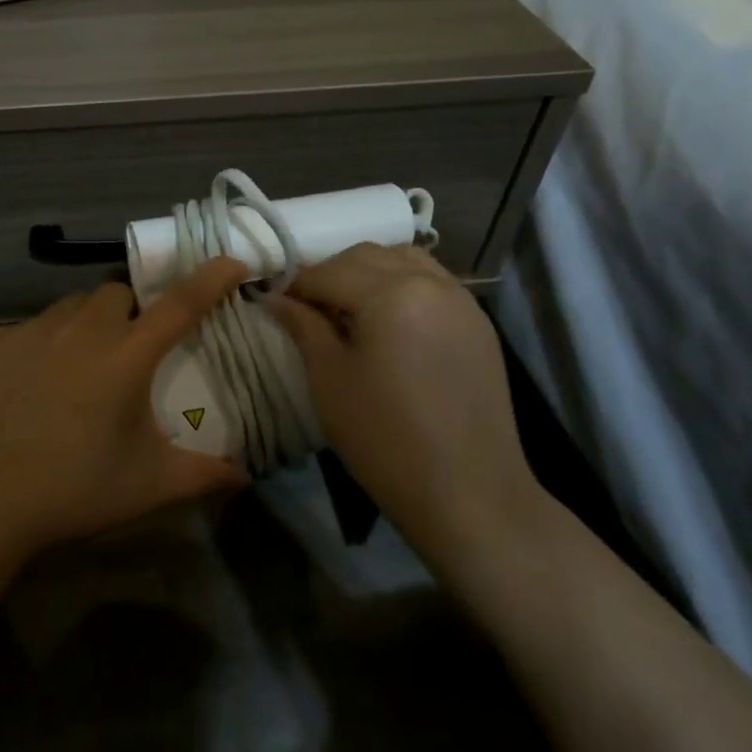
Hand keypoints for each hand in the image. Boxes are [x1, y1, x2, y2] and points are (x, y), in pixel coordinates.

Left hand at [0, 258, 251, 562]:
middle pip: (119, 293)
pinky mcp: (0, 341)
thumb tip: (244, 475)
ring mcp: (37, 330)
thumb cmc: (74, 489)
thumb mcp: (148, 484)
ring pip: (76, 303)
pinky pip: (38, 324)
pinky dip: (52, 339)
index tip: (232, 262)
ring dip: (92, 321)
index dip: (210, 279)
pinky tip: (42, 379)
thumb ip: (202, 474)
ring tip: (86, 363)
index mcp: (126, 355)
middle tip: (133, 351)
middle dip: (134, 311)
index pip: (179, 304)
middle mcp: (83, 329)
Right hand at [266, 244, 543, 571]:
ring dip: (368, 271)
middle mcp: (429, 282)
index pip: (328, 272)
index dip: (295, 286)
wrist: (470, 495)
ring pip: (403, 259)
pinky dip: (402, 283)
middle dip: (330, 273)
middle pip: (366, 256)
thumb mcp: (330, 380)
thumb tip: (273, 298)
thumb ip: (302, 326)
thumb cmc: (386, 439)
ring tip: (348, 307)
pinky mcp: (478, 322)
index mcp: (390, 294)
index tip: (273, 304)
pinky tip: (388, 318)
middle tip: (307, 307)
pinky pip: (431, 280)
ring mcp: (460, 300)